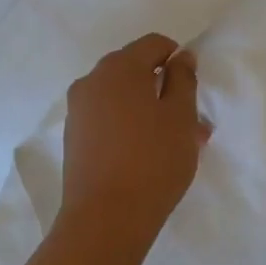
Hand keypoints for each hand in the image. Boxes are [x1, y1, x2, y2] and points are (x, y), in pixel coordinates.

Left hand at [59, 34, 209, 261]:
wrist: (105, 220)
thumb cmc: (152, 161)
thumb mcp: (181, 116)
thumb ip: (184, 79)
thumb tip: (181, 56)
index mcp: (119, 67)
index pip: (154, 44)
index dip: (178, 60)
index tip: (192, 91)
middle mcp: (92, 80)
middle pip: (135, 69)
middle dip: (163, 87)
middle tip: (189, 121)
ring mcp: (78, 110)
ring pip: (122, 96)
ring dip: (148, 109)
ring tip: (173, 143)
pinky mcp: (73, 137)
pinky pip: (107, 117)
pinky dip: (129, 125)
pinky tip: (147, 154)